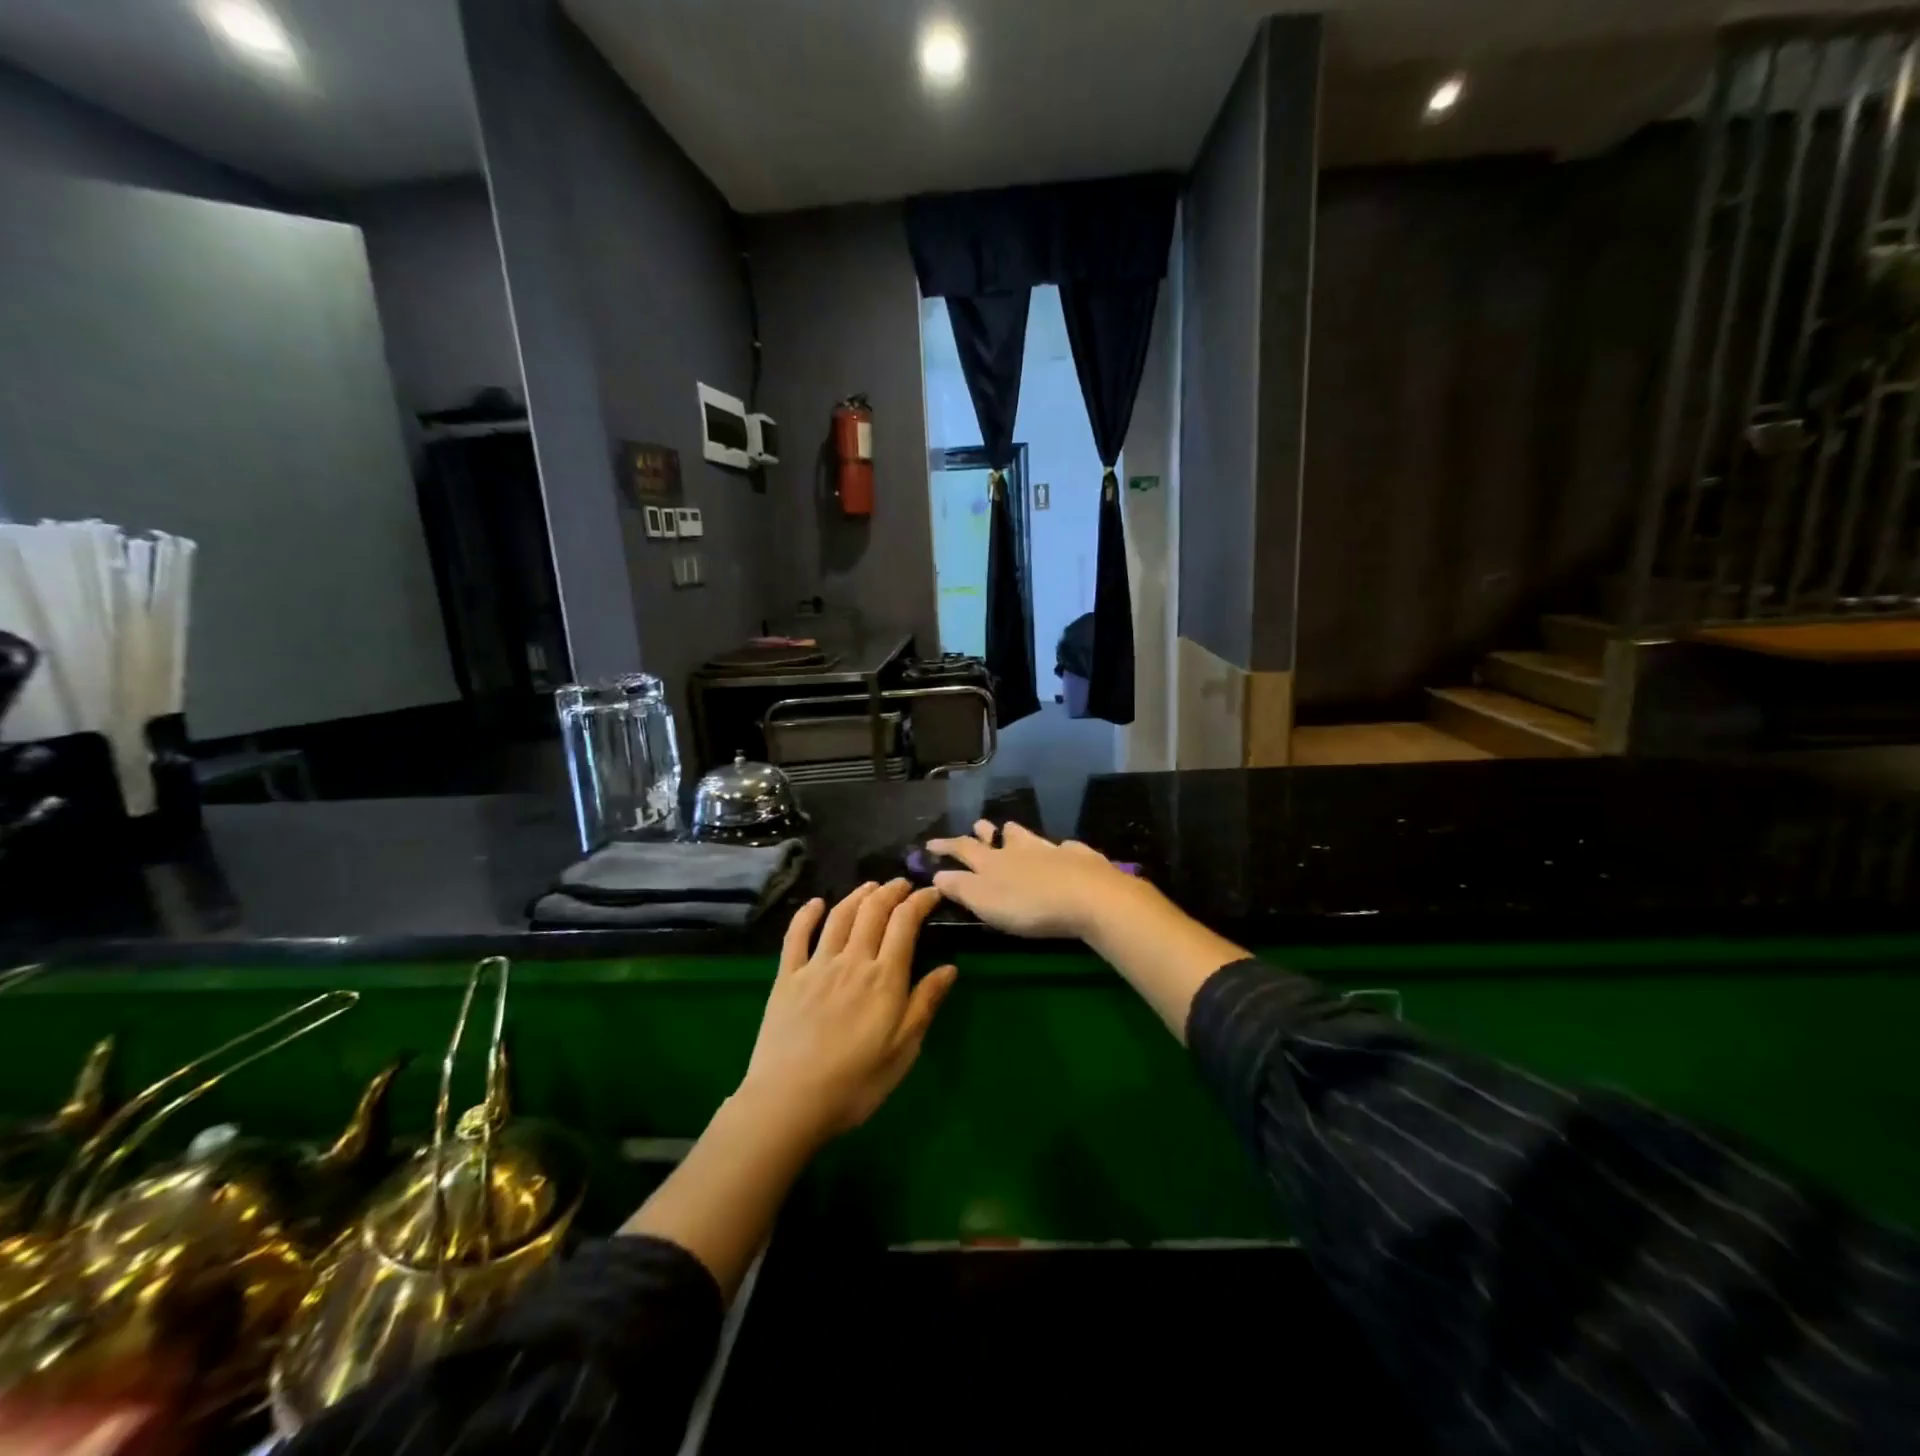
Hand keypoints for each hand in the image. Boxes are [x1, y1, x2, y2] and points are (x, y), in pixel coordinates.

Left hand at [739, 881, 957, 1137]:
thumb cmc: (856, 1083)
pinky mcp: (787, 977)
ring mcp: (816, 966)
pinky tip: (815, 903)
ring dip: (858, 895)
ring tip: (871, 886)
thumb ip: (924, 1004)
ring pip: (839, 916)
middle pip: (873, 911)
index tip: (931, 892)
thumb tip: (949, 968)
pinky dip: (807, 914)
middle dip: (891, 891)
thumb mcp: (903, 1050)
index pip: (905, 923)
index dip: (920, 901)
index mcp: (884, 978)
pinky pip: (797, 936)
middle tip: (903, 884)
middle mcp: (852, 961)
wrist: (789, 1101)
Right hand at [926, 821, 1142, 939]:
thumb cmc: (1029, 905)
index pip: (963, 848)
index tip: (931, 843)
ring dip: (1018, 834)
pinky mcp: (1081, 858)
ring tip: (1013, 831)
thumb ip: (960, 888)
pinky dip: (1060, 850)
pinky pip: (1066, 849)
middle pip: (999, 836)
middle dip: (985, 832)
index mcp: (994, 862)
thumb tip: (937, 874)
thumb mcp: (985, 902)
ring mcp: (1052, 850)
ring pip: (1030, 836)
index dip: (946, 846)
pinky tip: (1065, 852)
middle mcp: (1020, 849)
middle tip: (978, 826)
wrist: (1088, 897)